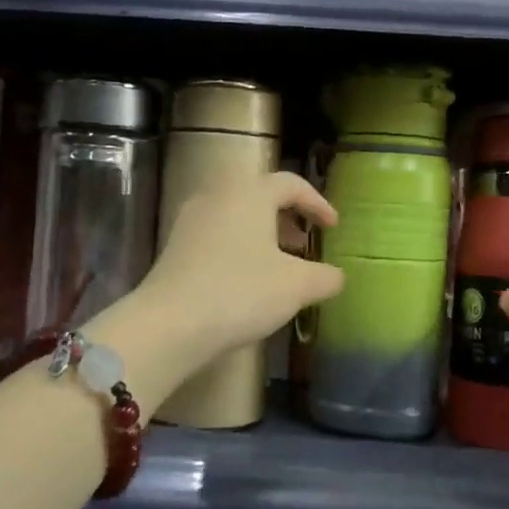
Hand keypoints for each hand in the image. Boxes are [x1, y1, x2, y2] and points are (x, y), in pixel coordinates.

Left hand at [141, 171, 344, 361]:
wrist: (171, 323)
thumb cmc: (242, 292)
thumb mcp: (297, 287)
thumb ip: (325, 277)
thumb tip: (337, 276)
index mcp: (250, 193)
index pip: (291, 184)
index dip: (317, 203)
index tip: (332, 227)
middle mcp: (218, 195)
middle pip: (260, 194)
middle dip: (287, 216)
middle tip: (304, 242)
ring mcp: (191, 219)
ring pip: (236, 214)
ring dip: (262, 232)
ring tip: (278, 263)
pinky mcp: (174, 245)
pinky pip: (217, 233)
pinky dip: (239, 245)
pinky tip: (247, 279)